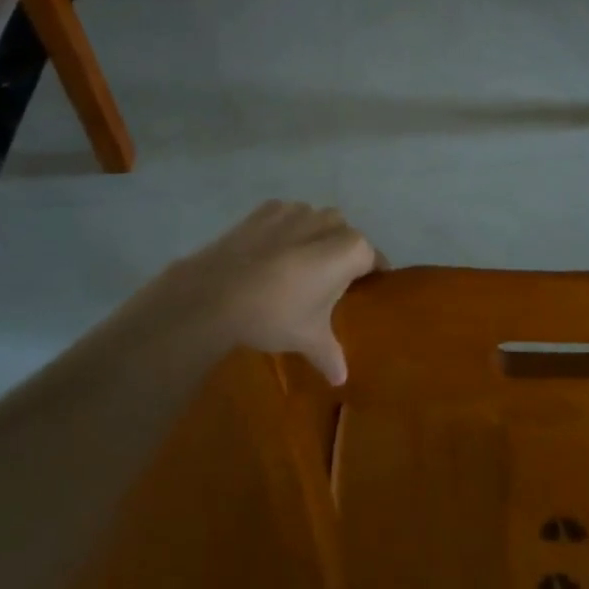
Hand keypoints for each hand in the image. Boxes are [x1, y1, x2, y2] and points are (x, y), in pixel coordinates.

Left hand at [156, 201, 379, 384]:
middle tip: (328, 283)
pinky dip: (285, 230)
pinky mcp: (266, 209)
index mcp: (350, 250)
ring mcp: (296, 211)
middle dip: (341, 253)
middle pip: (345, 235)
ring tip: (298, 266)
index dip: (371, 274)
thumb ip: (330, 354)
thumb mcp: (308, 339)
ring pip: (316, 221)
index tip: (364, 290)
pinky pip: (287, 217)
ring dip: (314, 237)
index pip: (373, 258)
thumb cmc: (276, 314)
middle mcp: (329, 222)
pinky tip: (271, 254)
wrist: (215, 293)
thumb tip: (341, 379)